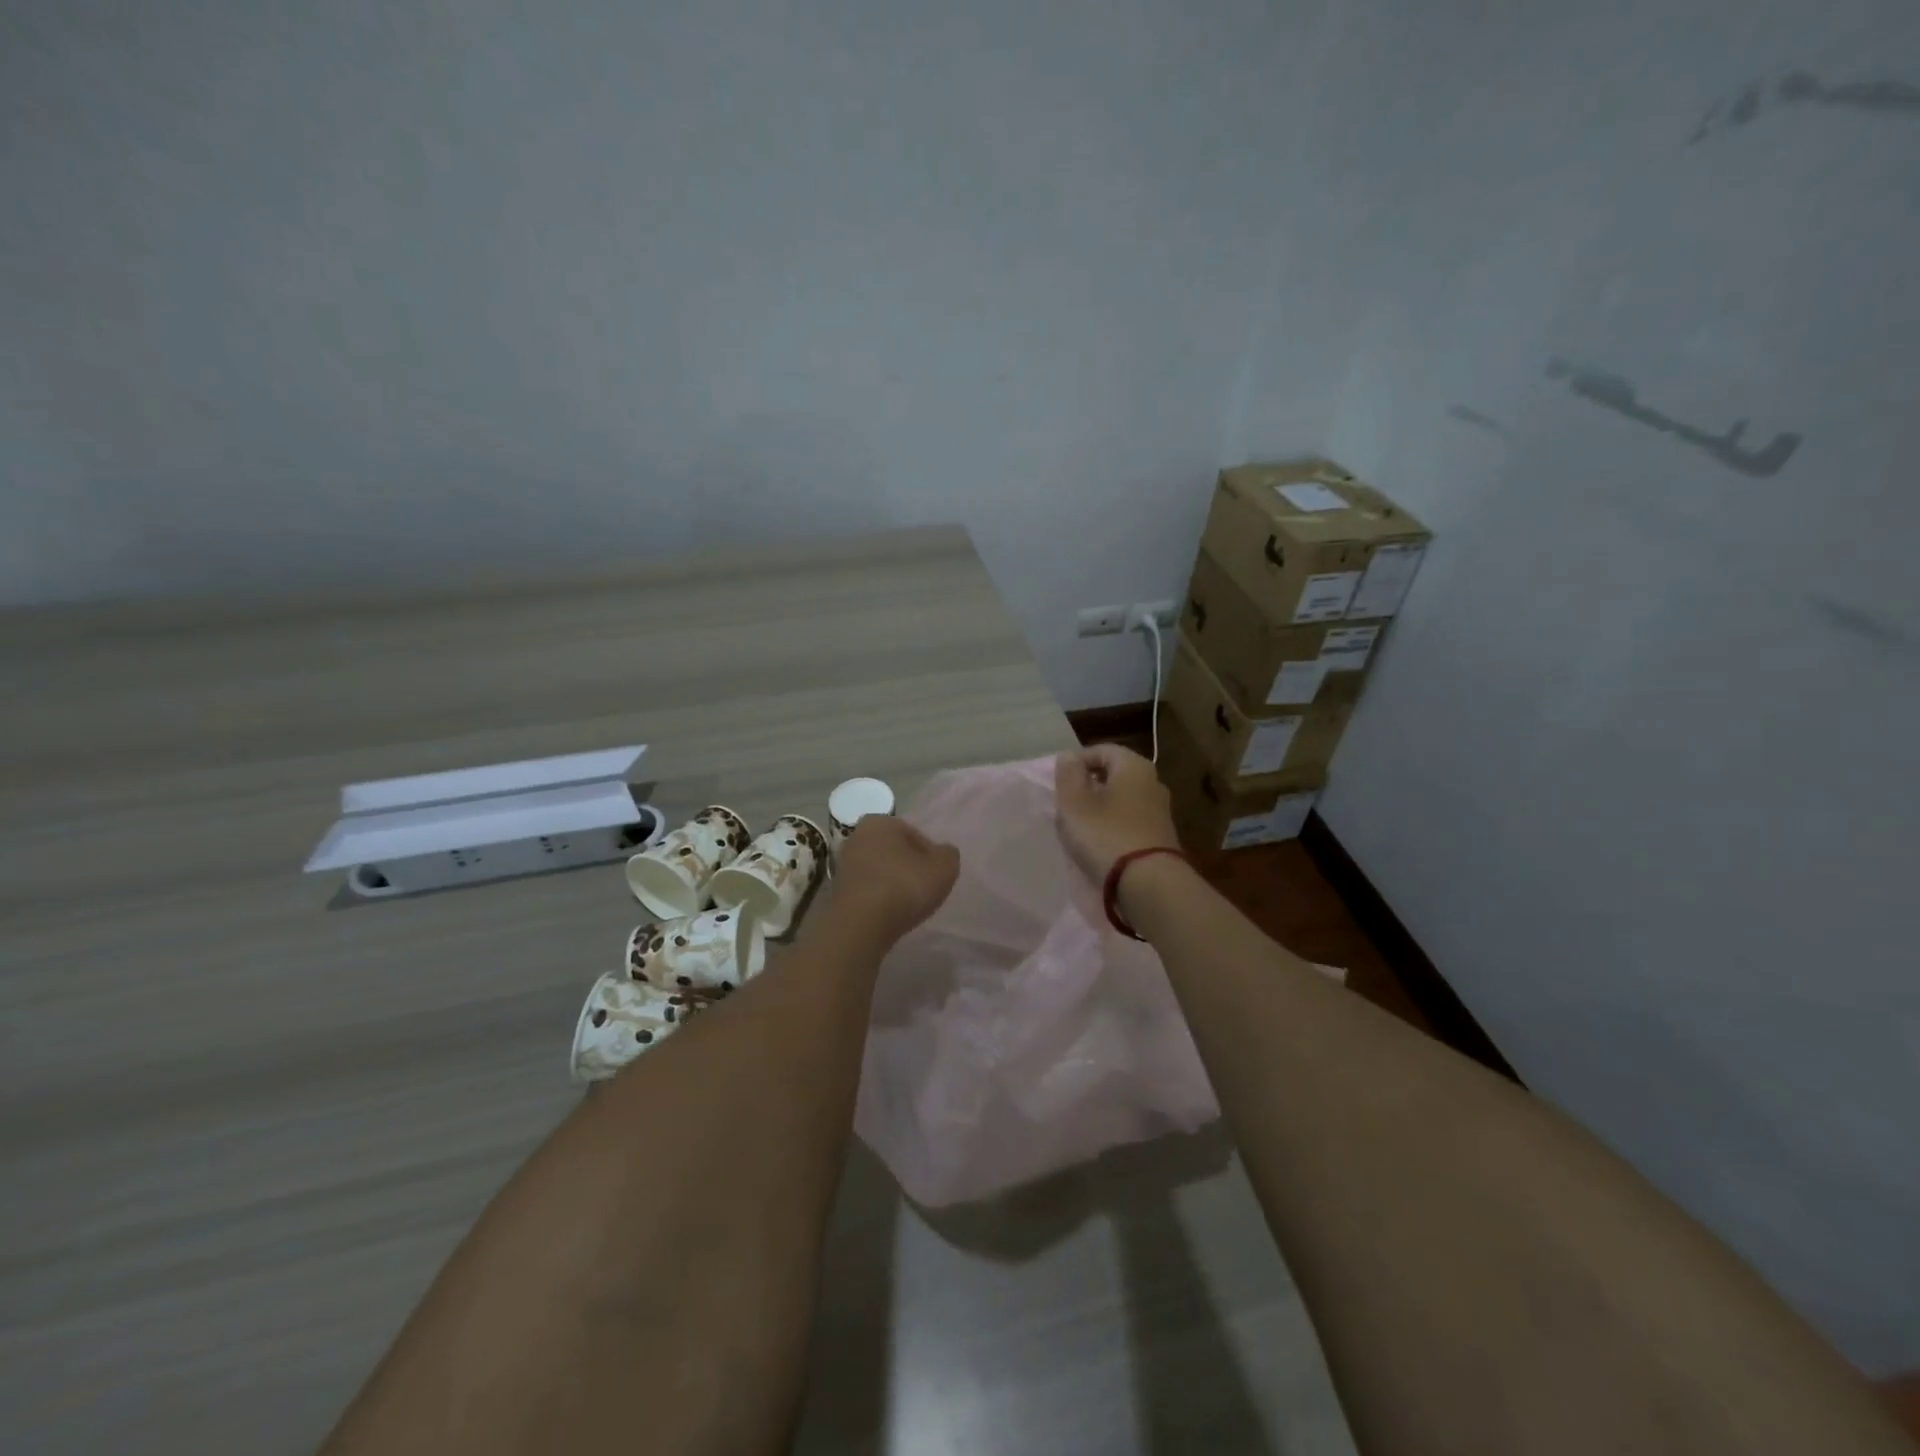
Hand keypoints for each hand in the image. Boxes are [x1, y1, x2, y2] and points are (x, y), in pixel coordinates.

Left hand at [830, 815, 960, 942]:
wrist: (860, 925)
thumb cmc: (904, 886)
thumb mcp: (944, 867)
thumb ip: (948, 855)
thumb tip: (942, 853)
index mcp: (880, 821)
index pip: (914, 834)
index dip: (930, 855)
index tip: (937, 875)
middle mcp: (856, 836)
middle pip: (894, 851)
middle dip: (909, 867)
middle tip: (924, 888)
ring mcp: (843, 864)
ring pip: (879, 870)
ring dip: (893, 883)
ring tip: (908, 904)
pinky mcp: (836, 890)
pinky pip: (867, 889)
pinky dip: (879, 898)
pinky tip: (890, 913)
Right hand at [1054, 744, 1180, 882]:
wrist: (1149, 885)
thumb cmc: (1106, 836)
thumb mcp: (1074, 803)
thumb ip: (1068, 775)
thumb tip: (1069, 756)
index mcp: (1134, 766)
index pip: (1101, 750)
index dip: (1076, 763)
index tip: (1059, 784)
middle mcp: (1153, 782)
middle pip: (1113, 775)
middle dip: (1088, 787)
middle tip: (1067, 807)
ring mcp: (1160, 811)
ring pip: (1121, 800)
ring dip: (1099, 809)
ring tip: (1079, 828)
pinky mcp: (1161, 836)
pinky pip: (1130, 822)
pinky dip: (1113, 827)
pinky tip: (1100, 845)